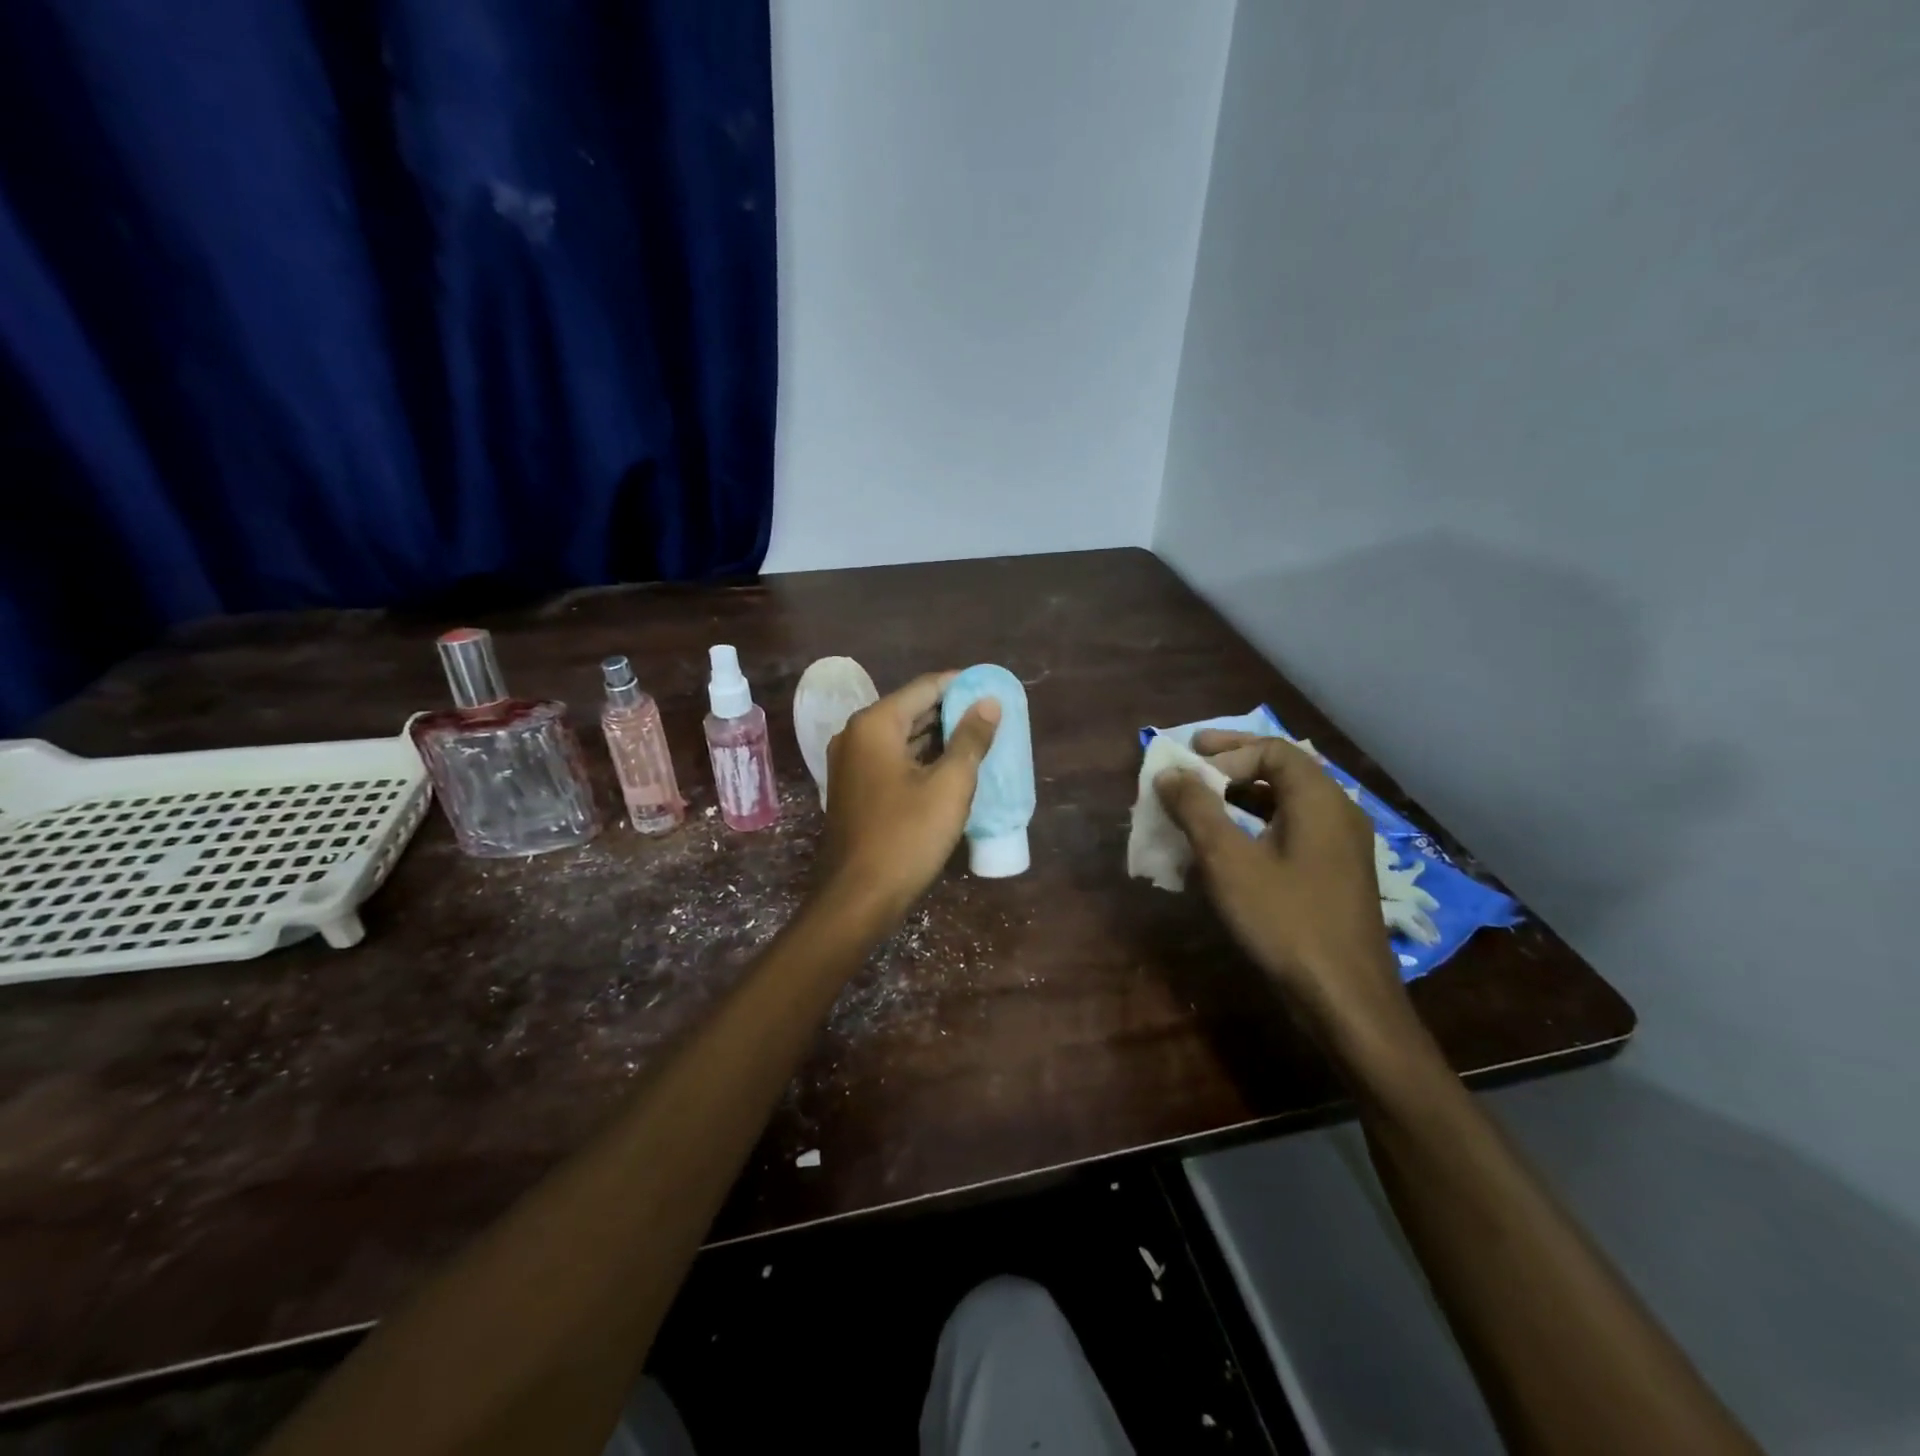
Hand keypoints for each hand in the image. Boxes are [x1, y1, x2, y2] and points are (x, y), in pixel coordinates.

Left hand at [817, 671, 1000, 922]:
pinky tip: (950, 767)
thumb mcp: (949, 786)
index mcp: (875, 724)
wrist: (858, 897)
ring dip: (938, 736)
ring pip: (901, 736)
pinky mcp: (854, 788)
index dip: (961, 685)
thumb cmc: (907, 837)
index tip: (992, 688)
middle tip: (992, 715)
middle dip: (951, 711)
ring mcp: (850, 763)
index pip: (925, 687)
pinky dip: (921, 758)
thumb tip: (988, 702)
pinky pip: (892, 759)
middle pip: (911, 709)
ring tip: (979, 738)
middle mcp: (856, 735)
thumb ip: (970, 740)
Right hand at [1155, 731, 1407, 1039]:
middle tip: (1190, 765)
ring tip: (1200, 804)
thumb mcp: (1229, 862)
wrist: (1345, 1001)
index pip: (1271, 750)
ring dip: (1240, 797)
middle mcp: (1337, 813)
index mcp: (1320, 800)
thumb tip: (1169, 773)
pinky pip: (1291, 831)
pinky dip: (1255, 826)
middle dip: (1231, 765)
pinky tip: (1227, 848)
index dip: (1225, 752)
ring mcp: (1340, 846)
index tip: (1186, 766)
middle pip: (1282, 771)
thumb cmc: (1286, 922)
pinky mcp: (1334, 875)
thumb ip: (1197, 810)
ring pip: (1285, 803)